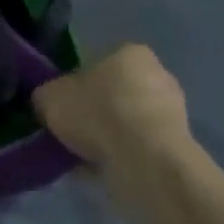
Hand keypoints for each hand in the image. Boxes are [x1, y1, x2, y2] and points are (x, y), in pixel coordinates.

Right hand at [33, 43, 196, 191]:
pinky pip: (137, 148)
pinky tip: (97, 170)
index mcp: (130, 52)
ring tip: (79, 155)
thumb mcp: (50, 97)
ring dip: (107, 136)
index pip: (97, 62)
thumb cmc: (98, 113)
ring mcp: (172, 113)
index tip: (62, 104)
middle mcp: (158, 76)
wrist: (146, 162)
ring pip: (126, 122)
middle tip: (69, 129)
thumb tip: (48, 100)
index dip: (75, 83)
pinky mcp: (176, 147)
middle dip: (94, 111)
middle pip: (114, 92)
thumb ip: (46, 95)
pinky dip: (119, 156)